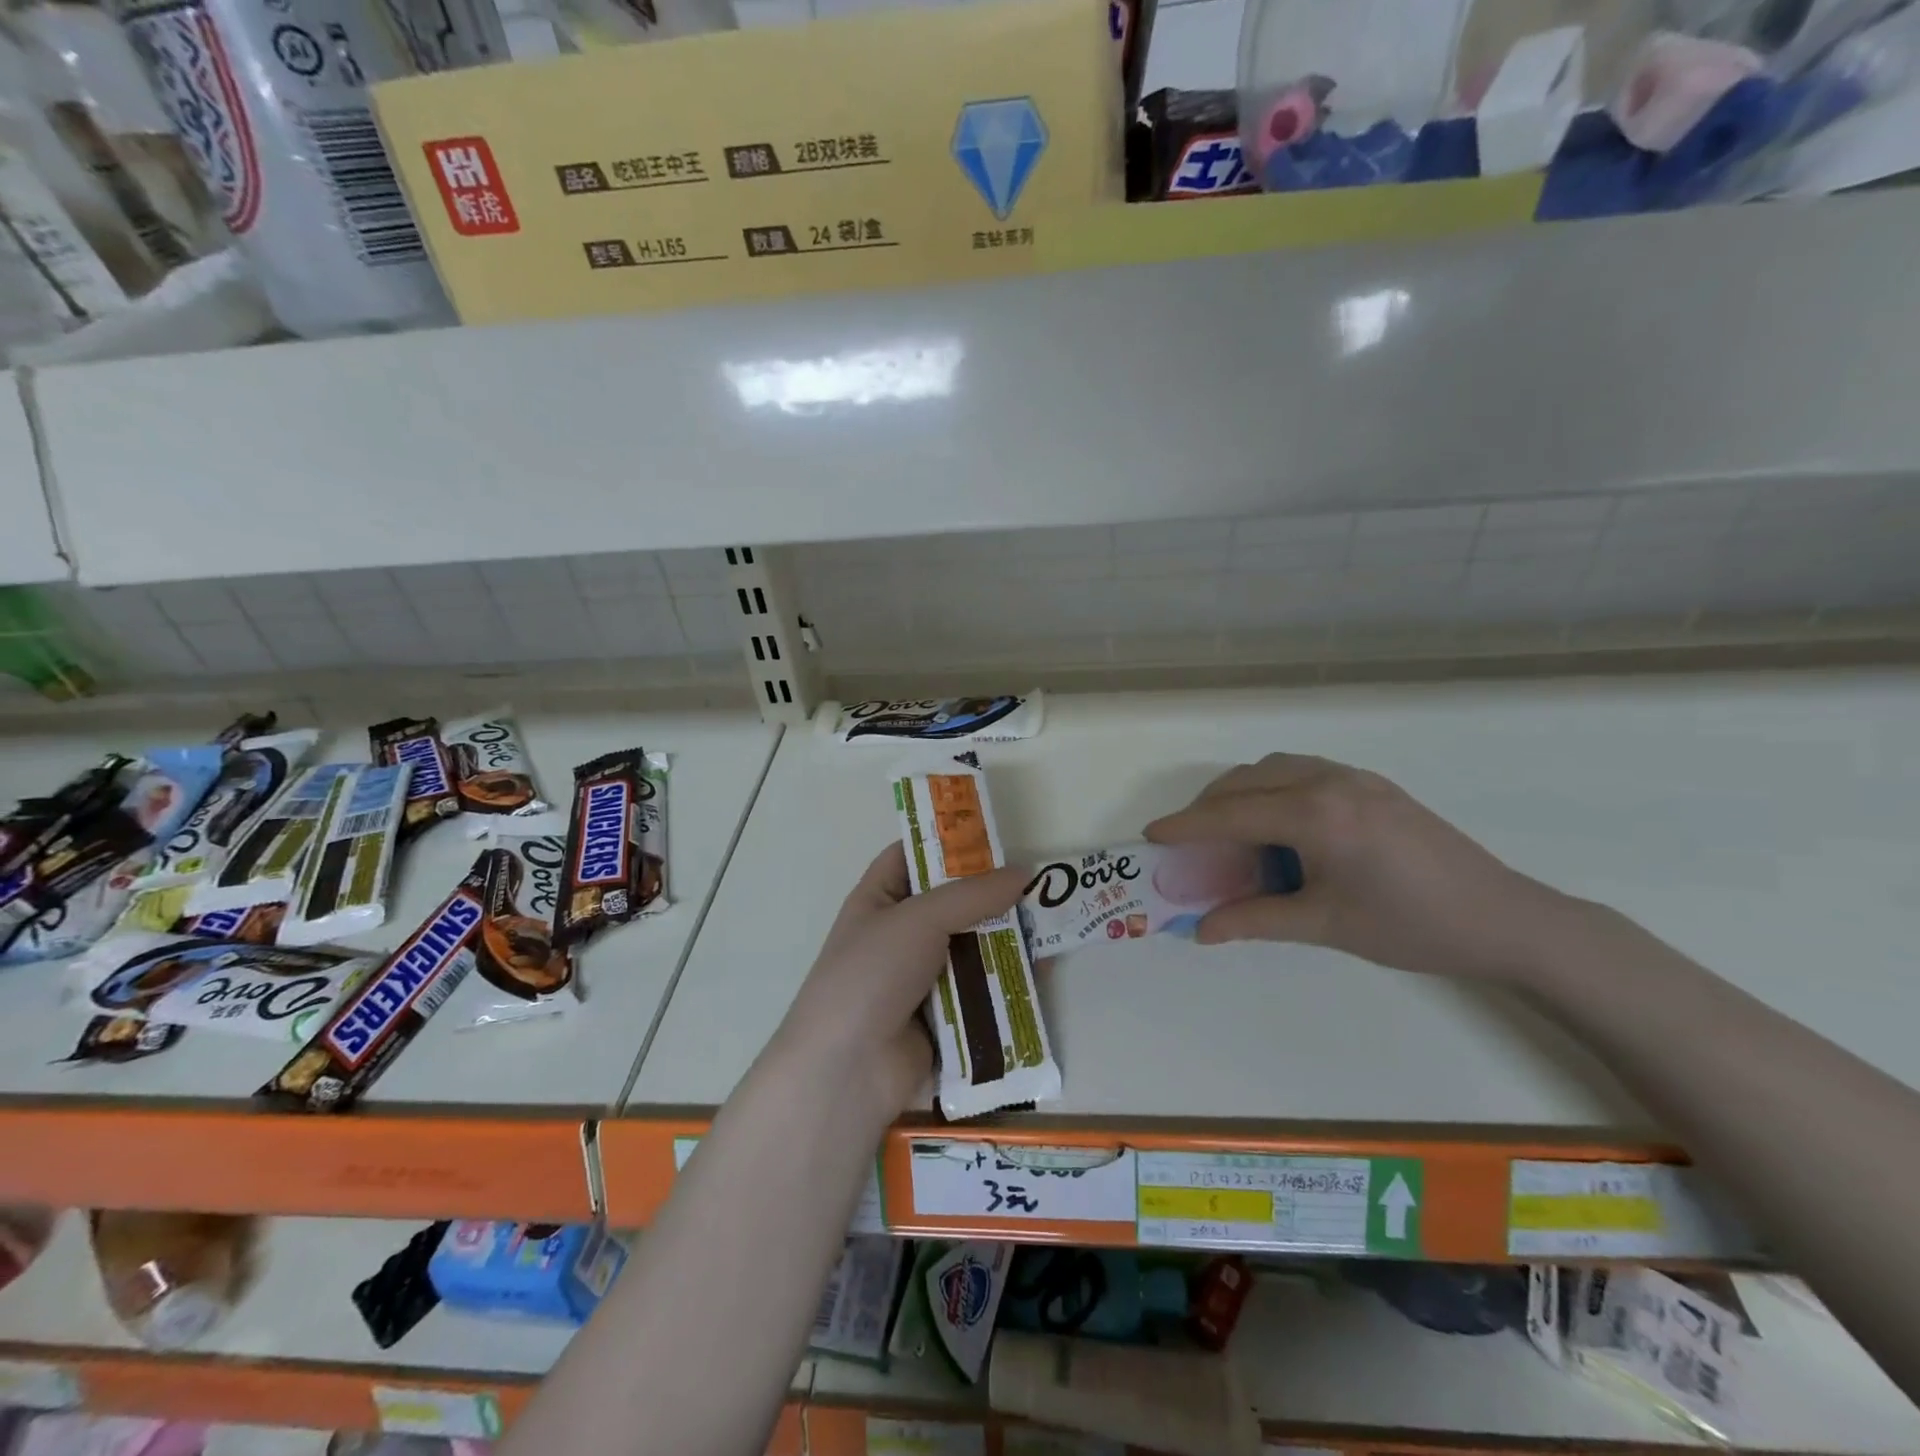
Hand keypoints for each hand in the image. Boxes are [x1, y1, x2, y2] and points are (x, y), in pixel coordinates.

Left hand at [775, 843, 1028, 1113]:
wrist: (848, 1070)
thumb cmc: (872, 974)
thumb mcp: (919, 919)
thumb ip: (973, 894)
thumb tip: (1024, 873)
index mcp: (878, 899)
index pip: (912, 856)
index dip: (948, 843)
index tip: (994, 837)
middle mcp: (899, 934)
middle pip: (952, 903)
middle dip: (992, 895)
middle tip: (1039, 884)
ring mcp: (921, 977)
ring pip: (971, 947)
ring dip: (1006, 939)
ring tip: (1051, 925)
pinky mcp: (943, 1017)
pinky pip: (980, 989)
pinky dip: (1006, 980)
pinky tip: (1043, 971)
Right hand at [1144, 754, 1568, 982]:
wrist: (1503, 918)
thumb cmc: (1411, 926)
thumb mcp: (1326, 925)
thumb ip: (1256, 920)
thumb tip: (1202, 929)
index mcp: (1318, 815)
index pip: (1233, 814)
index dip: (1187, 825)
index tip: (1152, 835)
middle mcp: (1331, 782)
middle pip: (1248, 780)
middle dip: (1210, 806)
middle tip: (1189, 840)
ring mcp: (1355, 778)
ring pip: (1275, 768)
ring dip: (1242, 791)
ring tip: (1230, 829)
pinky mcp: (1373, 785)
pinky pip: (1303, 771)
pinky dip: (1273, 788)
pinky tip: (1279, 823)